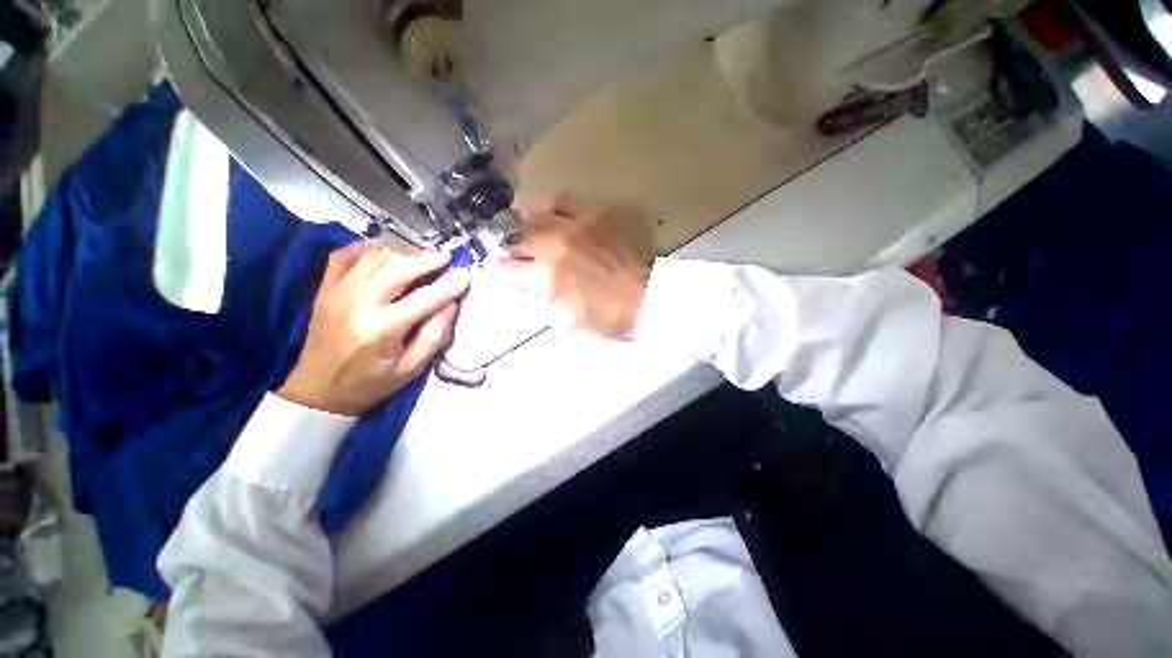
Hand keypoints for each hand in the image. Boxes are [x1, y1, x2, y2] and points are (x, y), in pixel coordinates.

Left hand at [277, 242, 471, 415]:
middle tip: (447, 256)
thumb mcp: (411, 369)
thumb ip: (435, 335)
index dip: (449, 285)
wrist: (317, 390)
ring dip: (402, 251)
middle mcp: (357, 303)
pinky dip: (369, 247)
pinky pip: (346, 254)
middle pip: (398, 268)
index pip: (425, 299)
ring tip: (423, 254)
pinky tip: (387, 251)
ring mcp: (337, 291)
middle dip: (427, 259)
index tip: (467, 273)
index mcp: (380, 329)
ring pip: (374, 256)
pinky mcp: (325, 288)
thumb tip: (451, 304)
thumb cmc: (370, 384)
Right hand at [495, 194, 650, 339]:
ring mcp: (573, 226)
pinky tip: (558, 220)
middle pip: (511, 237)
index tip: (505, 273)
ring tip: (539, 237)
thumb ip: (537, 299)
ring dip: (530, 229)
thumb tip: (523, 283)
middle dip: (510, 248)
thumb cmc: (603, 316)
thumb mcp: (562, 320)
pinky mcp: (594, 214)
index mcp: (545, 279)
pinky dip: (554, 210)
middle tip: (522, 256)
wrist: (642, 298)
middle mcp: (552, 247)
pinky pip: (562, 200)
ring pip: (532, 215)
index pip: (502, 269)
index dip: (499, 272)